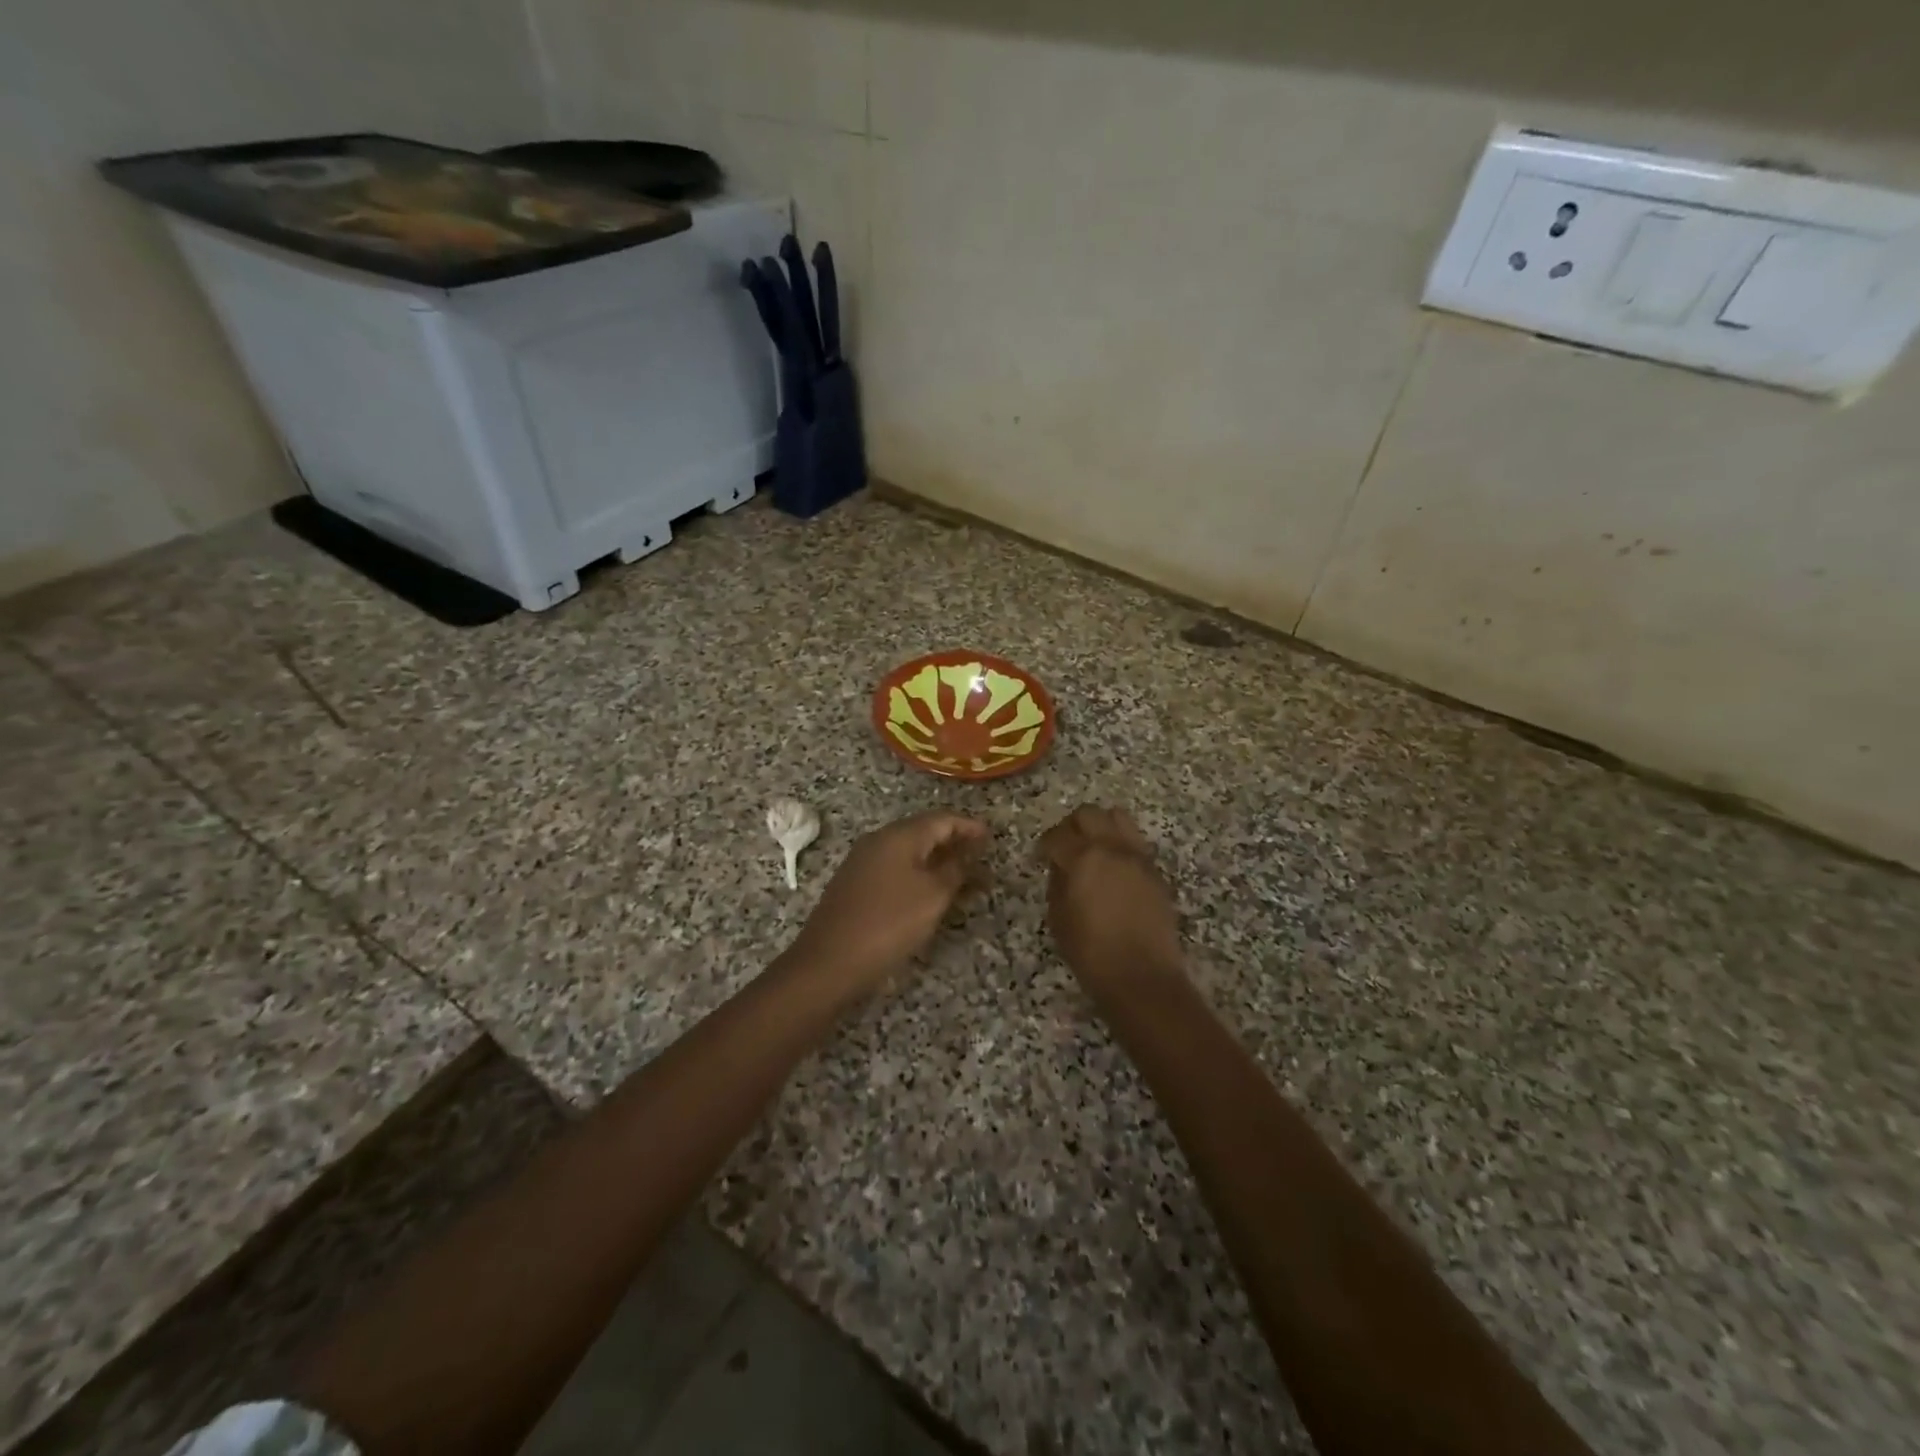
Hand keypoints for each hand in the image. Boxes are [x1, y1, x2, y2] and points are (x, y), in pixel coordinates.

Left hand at [783, 810, 988, 997]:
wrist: (829, 962)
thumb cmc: (888, 923)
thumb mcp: (933, 896)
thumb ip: (955, 869)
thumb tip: (970, 851)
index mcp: (898, 836)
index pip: (942, 819)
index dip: (969, 826)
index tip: (992, 837)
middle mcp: (878, 841)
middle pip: (923, 832)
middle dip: (954, 843)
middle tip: (981, 858)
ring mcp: (863, 863)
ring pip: (909, 852)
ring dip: (937, 861)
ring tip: (962, 879)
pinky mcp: (855, 885)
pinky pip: (895, 869)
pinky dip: (918, 874)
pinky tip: (929, 894)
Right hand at [1040, 806, 1184, 985]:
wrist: (1142, 976)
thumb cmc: (1091, 953)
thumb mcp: (1059, 919)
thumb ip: (1057, 883)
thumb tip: (1061, 866)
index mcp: (1083, 858)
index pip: (1057, 835)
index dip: (1044, 844)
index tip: (1040, 855)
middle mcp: (1112, 848)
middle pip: (1089, 814)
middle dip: (1071, 826)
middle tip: (1065, 846)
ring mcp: (1138, 857)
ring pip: (1118, 817)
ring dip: (1101, 826)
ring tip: (1093, 848)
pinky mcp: (1155, 871)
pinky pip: (1135, 842)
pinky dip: (1120, 845)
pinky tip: (1113, 869)